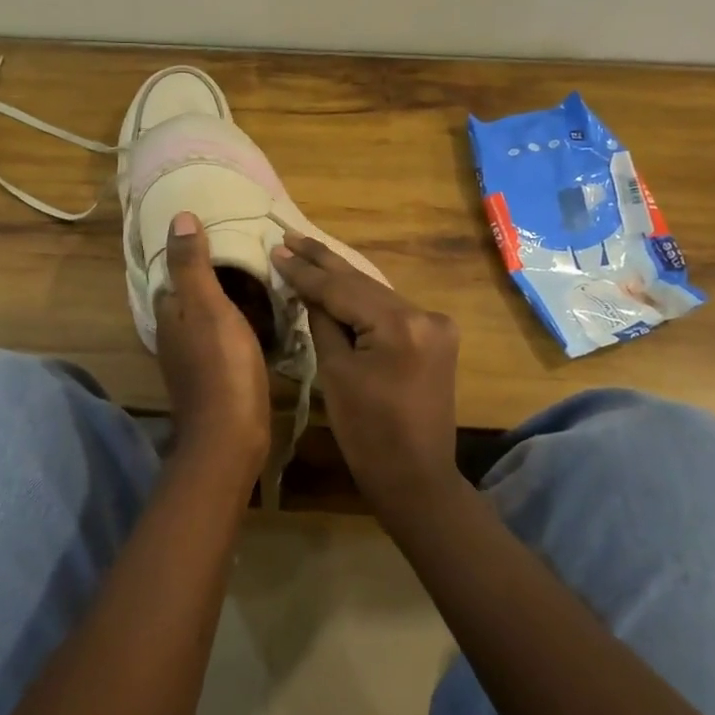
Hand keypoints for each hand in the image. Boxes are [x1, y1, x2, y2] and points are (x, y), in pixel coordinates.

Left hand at [155, 212, 271, 469]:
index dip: (194, 250)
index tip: (222, 231)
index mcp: (170, 313)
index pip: (175, 270)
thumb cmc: (221, 366)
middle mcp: (175, 333)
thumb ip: (192, 264)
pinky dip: (240, 321)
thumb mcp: (207, 306)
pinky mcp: (215, 374)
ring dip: (230, 297)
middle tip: (252, 252)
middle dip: (216, 273)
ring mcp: (194, 357)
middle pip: (193, 293)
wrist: (231, 436)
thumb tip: (179, 217)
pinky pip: (225, 335)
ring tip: (264, 277)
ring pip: (210, 314)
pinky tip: (264, 316)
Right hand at [271, 232, 460, 509]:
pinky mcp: (437, 338)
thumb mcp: (335, 374)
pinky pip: (391, 311)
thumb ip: (324, 323)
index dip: (306, 271)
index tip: (278, 248)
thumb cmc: (367, 434)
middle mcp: (425, 315)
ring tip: (307, 251)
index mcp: (399, 325)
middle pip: (363, 284)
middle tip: (290, 236)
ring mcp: (436, 325)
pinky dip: (364, 300)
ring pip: (377, 294)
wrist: (416, 478)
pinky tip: (340, 282)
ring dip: (343, 278)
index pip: (342, 289)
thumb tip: (311, 291)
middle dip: (324, 262)